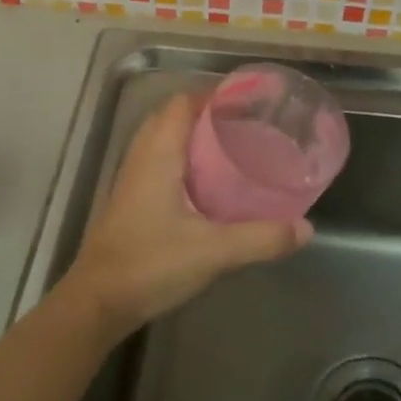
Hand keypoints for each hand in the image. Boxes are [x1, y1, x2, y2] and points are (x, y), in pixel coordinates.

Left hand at [63, 93, 312, 338]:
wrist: (96, 303)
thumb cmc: (150, 265)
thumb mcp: (213, 252)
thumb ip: (261, 238)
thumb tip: (305, 228)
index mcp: (158, 154)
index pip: (181, 103)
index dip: (212, 96)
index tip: (247, 104)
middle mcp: (141, 157)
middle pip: (171, 117)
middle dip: (206, 116)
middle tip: (244, 127)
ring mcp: (130, 179)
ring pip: (162, 141)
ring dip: (192, 138)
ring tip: (231, 150)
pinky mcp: (129, 201)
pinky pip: (157, 163)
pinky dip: (182, 160)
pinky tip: (206, 186)